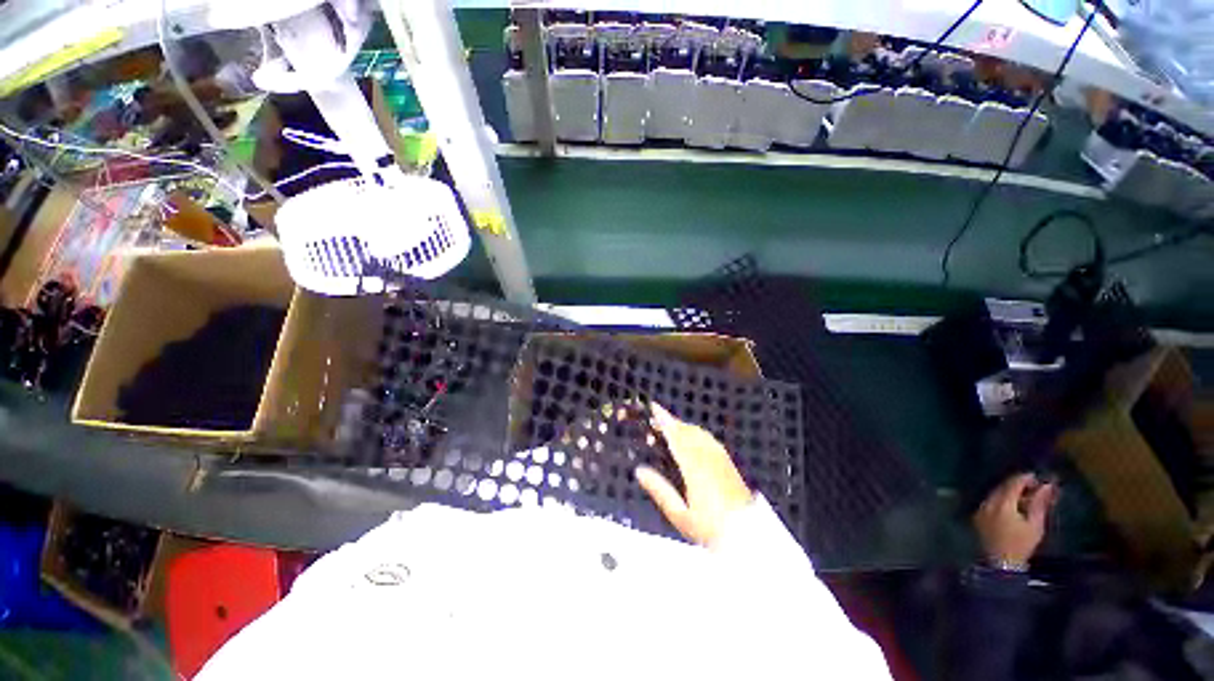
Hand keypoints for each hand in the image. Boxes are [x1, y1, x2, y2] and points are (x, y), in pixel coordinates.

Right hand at [635, 402, 753, 546]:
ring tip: (669, 429)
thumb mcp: (680, 515)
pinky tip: (692, 440)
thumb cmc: (710, 527)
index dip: (664, 420)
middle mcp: (707, 456)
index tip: (653, 407)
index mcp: (694, 466)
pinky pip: (708, 438)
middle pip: (687, 430)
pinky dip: (695, 432)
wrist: (748, 535)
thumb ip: (659, 490)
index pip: (676, 436)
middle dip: (671, 421)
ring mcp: (720, 457)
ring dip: (682, 426)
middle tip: (655, 420)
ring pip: (698, 432)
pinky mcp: (728, 462)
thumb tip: (639, 470)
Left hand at [973, 473, 1057, 566]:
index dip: (1024, 478)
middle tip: (1032, 485)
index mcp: (1002, 504)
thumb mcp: (1035, 525)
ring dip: (1008, 491)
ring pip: (995, 493)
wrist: (1001, 563)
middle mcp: (987, 503)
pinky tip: (1011, 504)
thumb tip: (1047, 486)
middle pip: (1002, 487)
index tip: (1036, 477)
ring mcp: (980, 508)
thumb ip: (1039, 503)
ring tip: (1024, 495)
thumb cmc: (1021, 545)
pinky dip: (1001, 499)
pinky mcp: (978, 515)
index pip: (1012, 484)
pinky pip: (989, 501)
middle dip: (1017, 484)